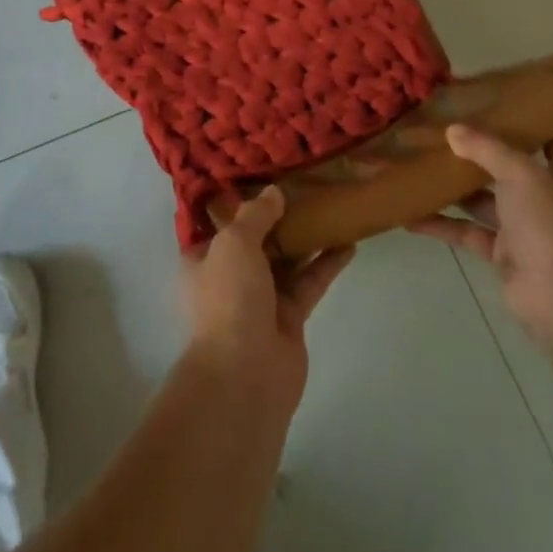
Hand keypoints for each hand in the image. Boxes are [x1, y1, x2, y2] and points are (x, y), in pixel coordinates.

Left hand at [182, 187, 353, 418]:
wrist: (245, 375)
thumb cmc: (228, 298)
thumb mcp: (235, 243)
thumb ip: (256, 215)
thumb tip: (274, 192)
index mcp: (203, 258)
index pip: (219, 224)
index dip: (238, 202)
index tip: (262, 177)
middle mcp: (229, 276)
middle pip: (257, 240)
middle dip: (278, 217)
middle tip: (305, 187)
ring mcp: (260, 299)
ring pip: (285, 260)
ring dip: (306, 238)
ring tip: (330, 208)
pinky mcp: (289, 318)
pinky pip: (308, 283)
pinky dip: (325, 264)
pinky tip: (348, 244)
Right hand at [407, 126, 552, 344]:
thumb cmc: (552, 227)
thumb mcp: (522, 175)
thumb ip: (487, 148)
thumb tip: (453, 129)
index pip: (551, 133)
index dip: (526, 114)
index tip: (491, 96)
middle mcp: (547, 195)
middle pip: (508, 163)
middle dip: (476, 147)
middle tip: (440, 124)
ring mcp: (524, 226)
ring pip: (482, 197)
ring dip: (453, 185)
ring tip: (417, 162)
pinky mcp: (502, 251)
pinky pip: (466, 230)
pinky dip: (441, 223)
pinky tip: (409, 214)